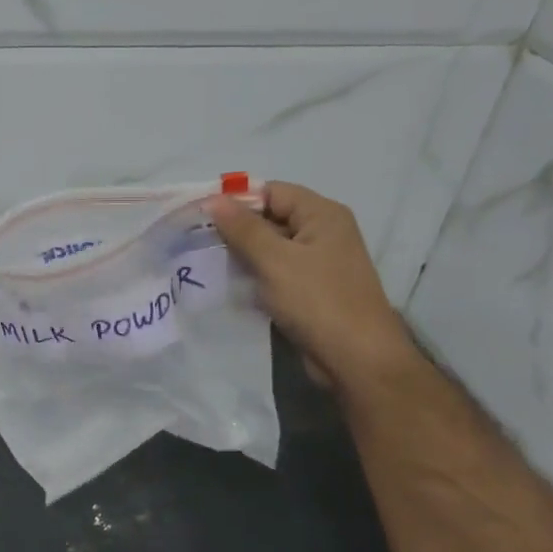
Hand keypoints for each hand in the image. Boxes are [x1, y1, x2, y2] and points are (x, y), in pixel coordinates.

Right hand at [210, 183, 416, 391]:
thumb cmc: (318, 301)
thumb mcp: (275, 260)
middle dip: (235, 228)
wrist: (356, 359)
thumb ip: (243, 228)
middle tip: (196, 241)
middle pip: (270, 217)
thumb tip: (213, 199)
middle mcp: (322, 232)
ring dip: (241, 254)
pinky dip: (253, 275)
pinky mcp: (309, 289)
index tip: (200, 216)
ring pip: (270, 247)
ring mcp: (317, 263)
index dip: (236, 201)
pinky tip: (229, 284)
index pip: (272, 191)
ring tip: (206, 262)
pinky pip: (275, 272)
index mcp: (322, 215)